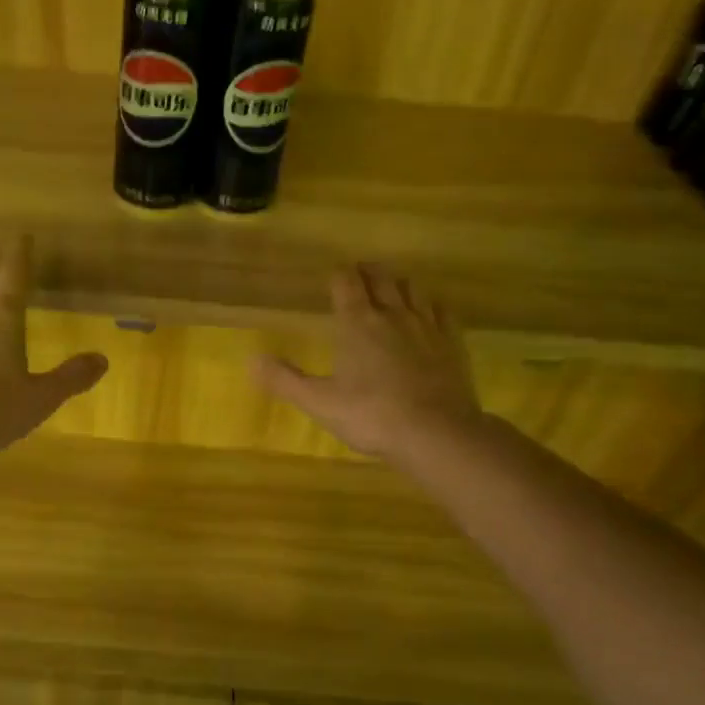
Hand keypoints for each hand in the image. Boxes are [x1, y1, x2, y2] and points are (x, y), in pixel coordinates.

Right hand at [253, 264, 481, 459]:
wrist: (435, 432)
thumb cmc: (370, 415)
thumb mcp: (318, 402)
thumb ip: (284, 379)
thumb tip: (252, 360)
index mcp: (357, 323)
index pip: (346, 282)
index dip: (338, 275)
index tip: (332, 276)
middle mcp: (393, 314)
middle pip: (382, 278)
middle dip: (368, 272)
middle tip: (360, 273)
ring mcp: (427, 326)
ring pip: (414, 289)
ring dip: (399, 284)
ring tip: (392, 289)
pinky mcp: (452, 343)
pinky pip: (442, 311)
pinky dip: (431, 305)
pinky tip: (429, 313)